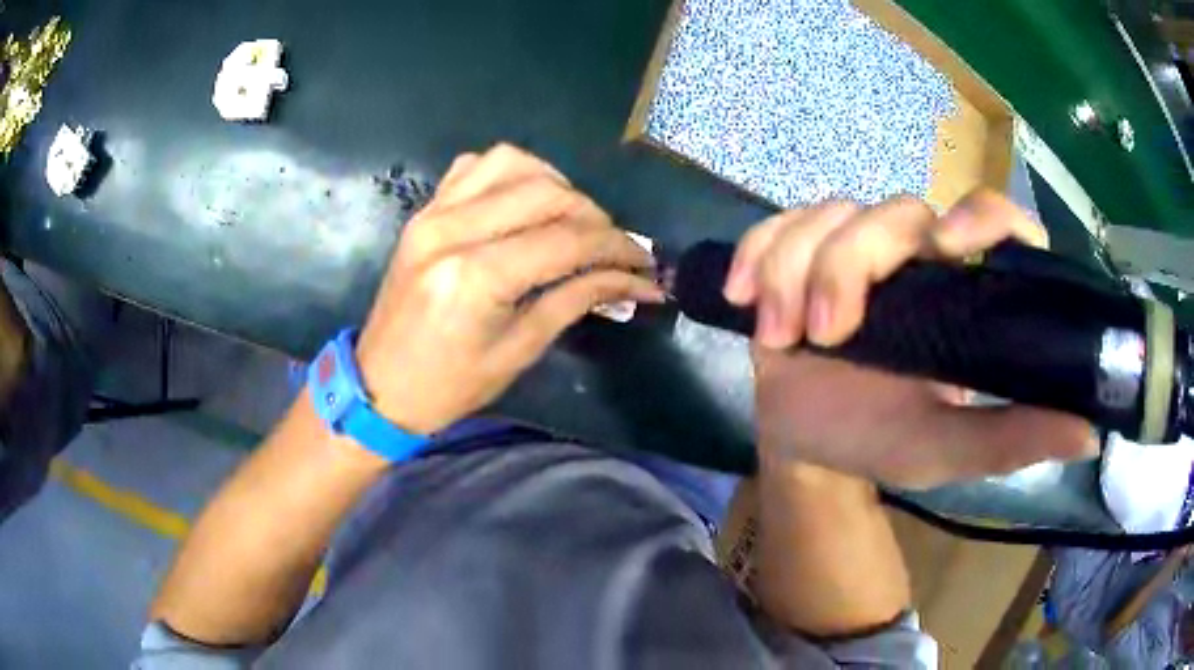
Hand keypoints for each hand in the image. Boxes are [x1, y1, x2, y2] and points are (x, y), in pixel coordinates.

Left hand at [356, 145, 662, 434]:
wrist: (378, 386)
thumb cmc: (449, 386)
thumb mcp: (520, 350)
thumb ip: (577, 300)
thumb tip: (636, 281)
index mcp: (475, 277)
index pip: (567, 240)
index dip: (616, 248)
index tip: (646, 262)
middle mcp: (452, 230)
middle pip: (546, 193)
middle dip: (594, 217)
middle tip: (612, 248)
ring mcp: (432, 213)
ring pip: (512, 163)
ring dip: (555, 185)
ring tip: (571, 220)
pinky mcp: (423, 211)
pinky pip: (475, 167)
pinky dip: (511, 174)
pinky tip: (524, 203)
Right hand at [724, 191, 1094, 487]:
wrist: (809, 444)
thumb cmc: (883, 441)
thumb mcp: (952, 449)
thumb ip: (1016, 437)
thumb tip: (1092, 430)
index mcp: (961, 291)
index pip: (991, 220)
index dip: (980, 218)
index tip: (950, 246)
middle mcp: (914, 254)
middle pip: (892, 213)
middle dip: (850, 264)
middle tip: (826, 334)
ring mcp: (853, 247)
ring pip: (827, 215)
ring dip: (793, 269)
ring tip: (779, 335)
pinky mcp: (798, 251)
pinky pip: (775, 226)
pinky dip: (756, 255)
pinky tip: (743, 299)